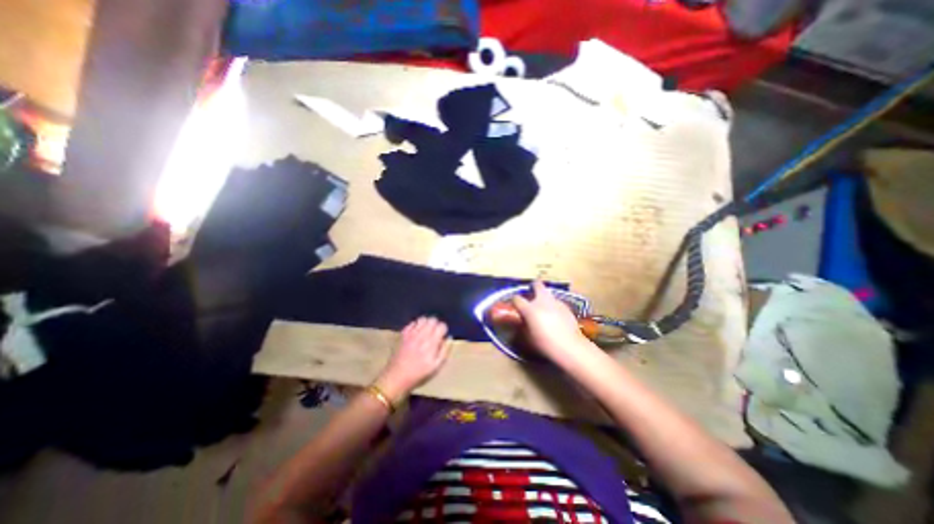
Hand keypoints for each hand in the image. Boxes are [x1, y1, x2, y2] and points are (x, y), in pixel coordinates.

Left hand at [376, 320, 455, 401]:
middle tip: (435, 332)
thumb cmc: (419, 373)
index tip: (442, 335)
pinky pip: (412, 322)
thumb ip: (444, 350)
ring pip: (422, 318)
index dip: (443, 329)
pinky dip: (416, 325)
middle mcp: (422, 335)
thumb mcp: (436, 366)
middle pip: (432, 319)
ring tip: (426, 331)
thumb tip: (449, 337)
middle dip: (436, 324)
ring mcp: (412, 333)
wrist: (397, 376)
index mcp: (432, 343)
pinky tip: (416, 332)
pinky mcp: (403, 334)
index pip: (441, 326)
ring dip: (426, 323)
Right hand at [515, 282, 593, 363]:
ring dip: (545, 297)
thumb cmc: (545, 344)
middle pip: (537, 285)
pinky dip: (554, 306)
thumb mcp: (528, 337)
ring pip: (548, 293)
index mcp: (529, 309)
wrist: (569, 346)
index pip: (517, 299)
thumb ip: (523, 326)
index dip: (514, 301)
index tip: (515, 305)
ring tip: (545, 307)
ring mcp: (555, 302)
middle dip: (534, 285)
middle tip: (532, 290)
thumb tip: (521, 321)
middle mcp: (542, 301)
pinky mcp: (566, 307)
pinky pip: (557, 303)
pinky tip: (556, 316)